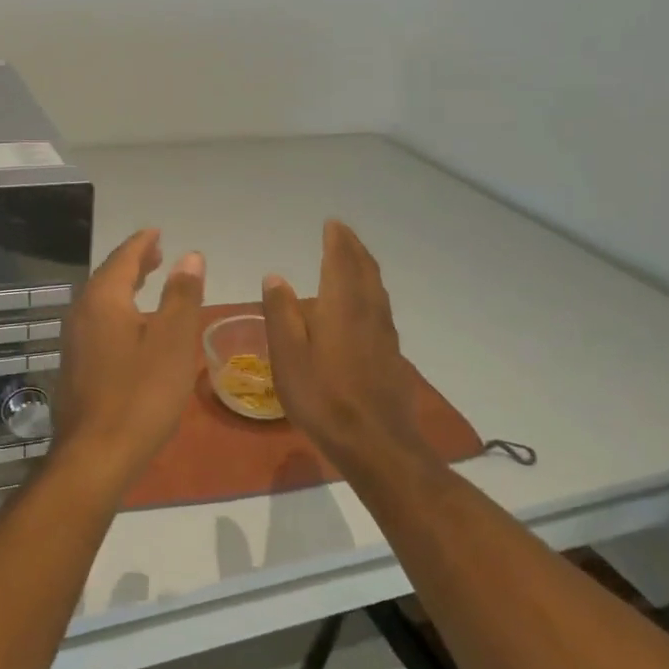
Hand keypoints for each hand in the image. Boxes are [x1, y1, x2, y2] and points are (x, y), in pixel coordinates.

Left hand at [52, 229, 205, 496]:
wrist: (95, 455)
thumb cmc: (141, 394)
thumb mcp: (173, 341)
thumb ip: (181, 295)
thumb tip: (189, 256)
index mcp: (104, 299)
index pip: (124, 258)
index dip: (143, 243)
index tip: (158, 233)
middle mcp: (81, 313)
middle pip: (108, 276)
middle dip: (133, 262)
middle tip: (157, 253)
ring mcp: (74, 341)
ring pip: (101, 300)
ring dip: (124, 286)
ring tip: (148, 282)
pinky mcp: (74, 366)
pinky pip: (97, 322)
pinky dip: (117, 310)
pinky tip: (132, 327)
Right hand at [261, 219, 428, 469]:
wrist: (377, 444)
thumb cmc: (323, 397)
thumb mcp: (288, 356)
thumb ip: (281, 313)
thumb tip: (276, 277)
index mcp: (342, 306)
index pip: (341, 261)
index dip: (337, 240)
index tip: (332, 223)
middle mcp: (369, 312)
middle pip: (365, 271)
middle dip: (354, 249)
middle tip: (343, 235)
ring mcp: (385, 335)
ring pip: (377, 291)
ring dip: (365, 269)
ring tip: (354, 262)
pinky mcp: (393, 357)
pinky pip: (381, 311)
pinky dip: (370, 294)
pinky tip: (364, 309)